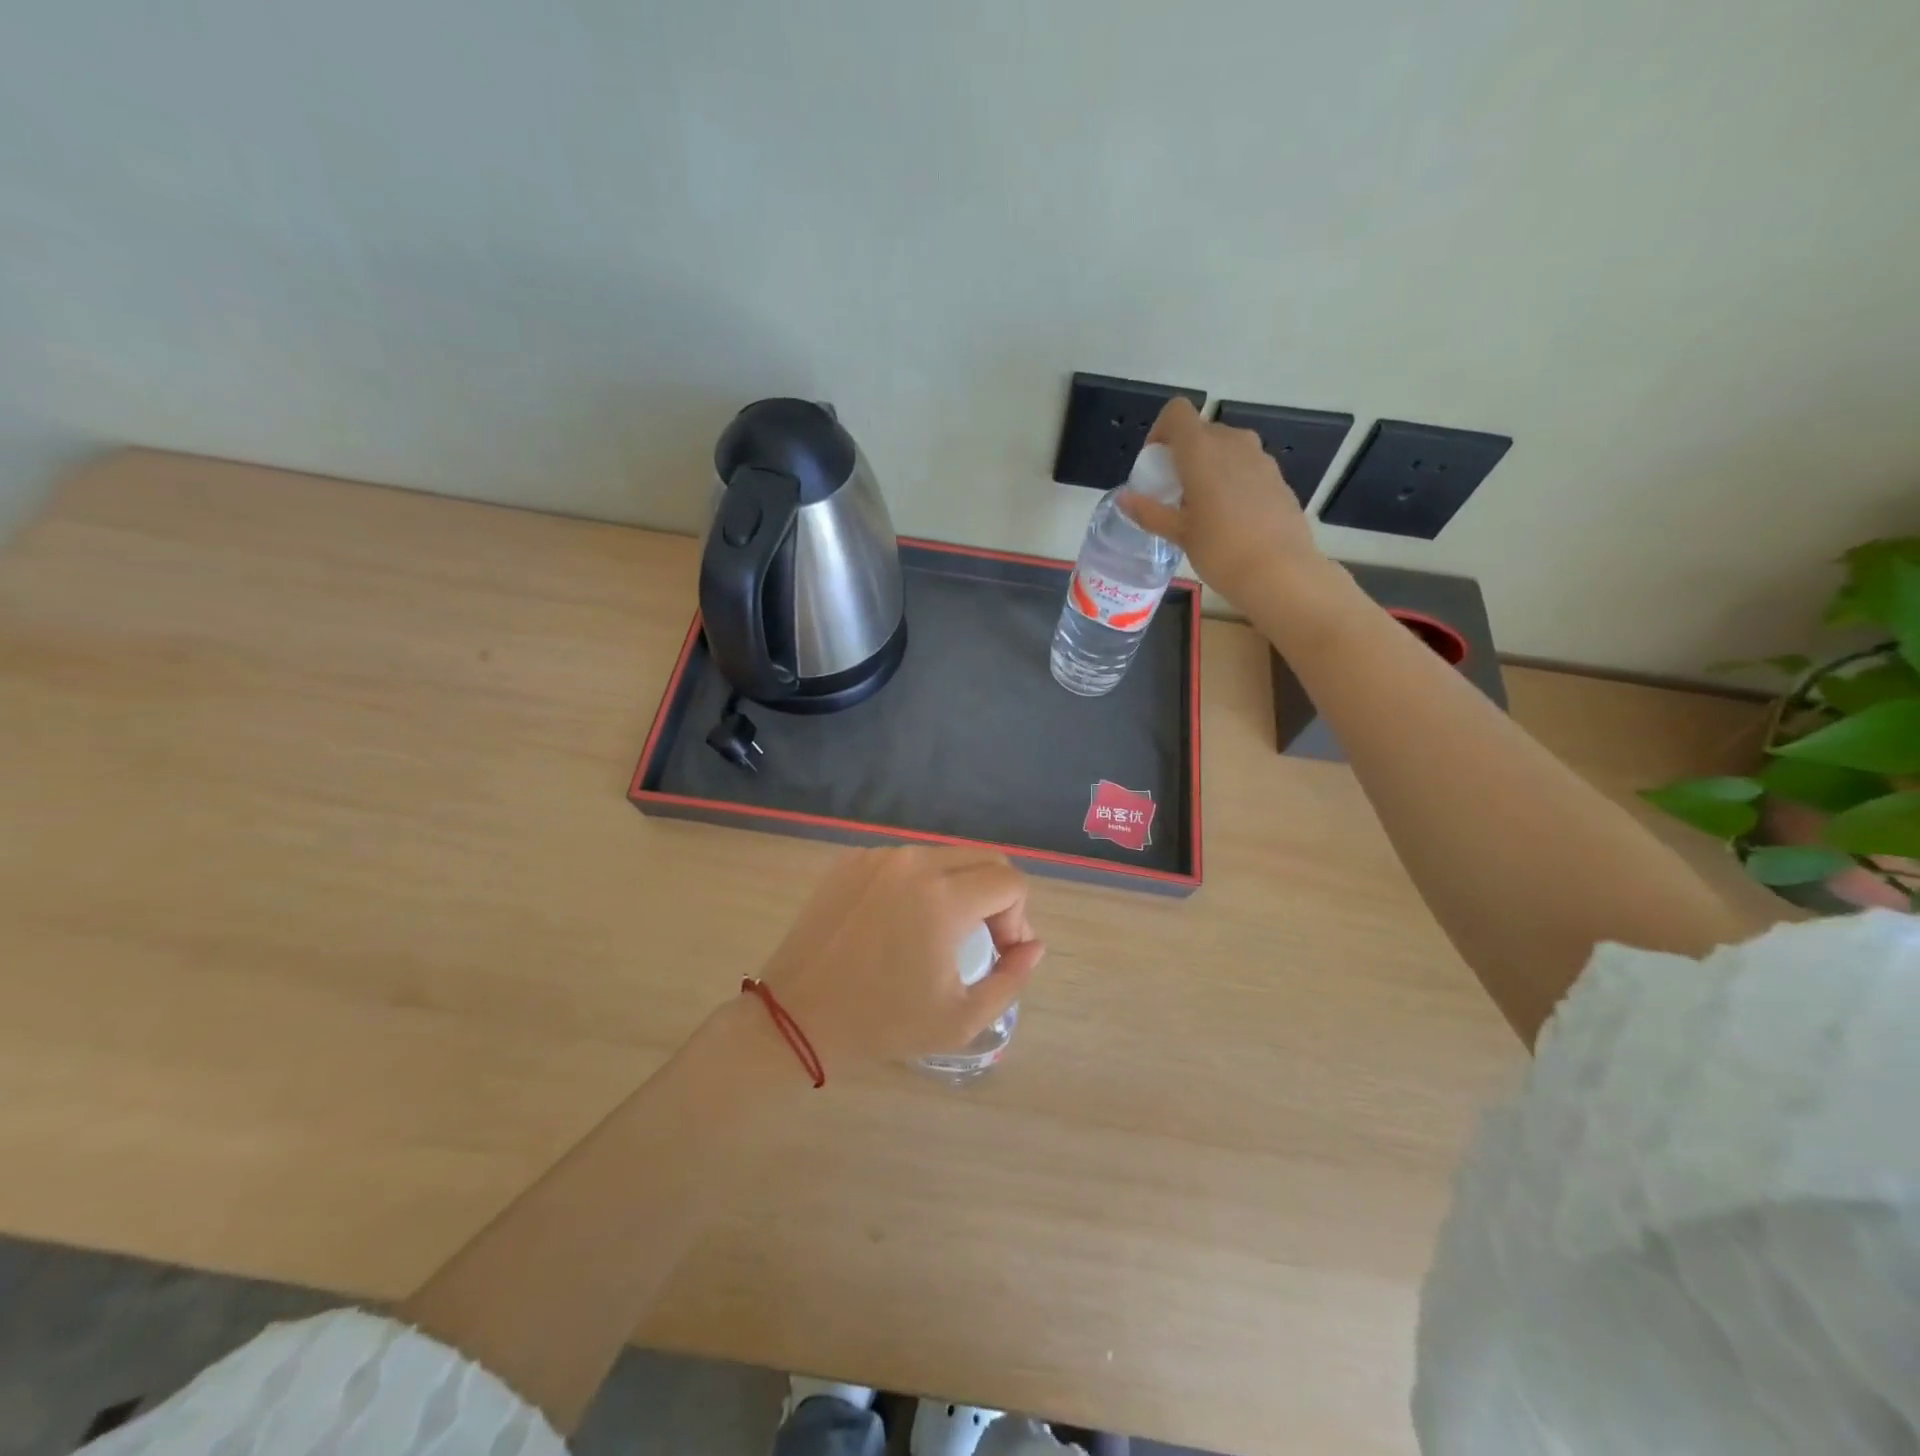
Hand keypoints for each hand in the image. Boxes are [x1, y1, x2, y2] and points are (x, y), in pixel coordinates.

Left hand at [755, 847, 1044, 1069]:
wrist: (795, 1017)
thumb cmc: (881, 1023)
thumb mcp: (960, 1018)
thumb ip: (1011, 978)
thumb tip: (1033, 946)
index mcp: (944, 897)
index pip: (1010, 882)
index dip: (1019, 919)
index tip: (1000, 953)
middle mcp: (914, 862)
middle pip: (984, 859)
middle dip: (997, 897)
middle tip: (983, 940)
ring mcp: (879, 856)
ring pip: (945, 857)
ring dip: (960, 887)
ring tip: (942, 932)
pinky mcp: (852, 860)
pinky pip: (906, 861)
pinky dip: (920, 884)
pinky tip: (901, 922)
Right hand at [1120, 397, 1324, 610]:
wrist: (1280, 572)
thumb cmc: (1220, 550)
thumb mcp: (1179, 534)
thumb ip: (1150, 511)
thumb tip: (1124, 499)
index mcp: (1202, 450)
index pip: (1177, 412)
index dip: (1161, 430)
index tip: (1156, 463)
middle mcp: (1233, 442)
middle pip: (1202, 431)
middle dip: (1184, 453)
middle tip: (1174, 490)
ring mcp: (1260, 458)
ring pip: (1226, 447)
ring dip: (1210, 465)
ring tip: (1202, 504)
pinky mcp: (1277, 477)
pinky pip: (1247, 466)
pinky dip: (1232, 479)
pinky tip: (1231, 516)